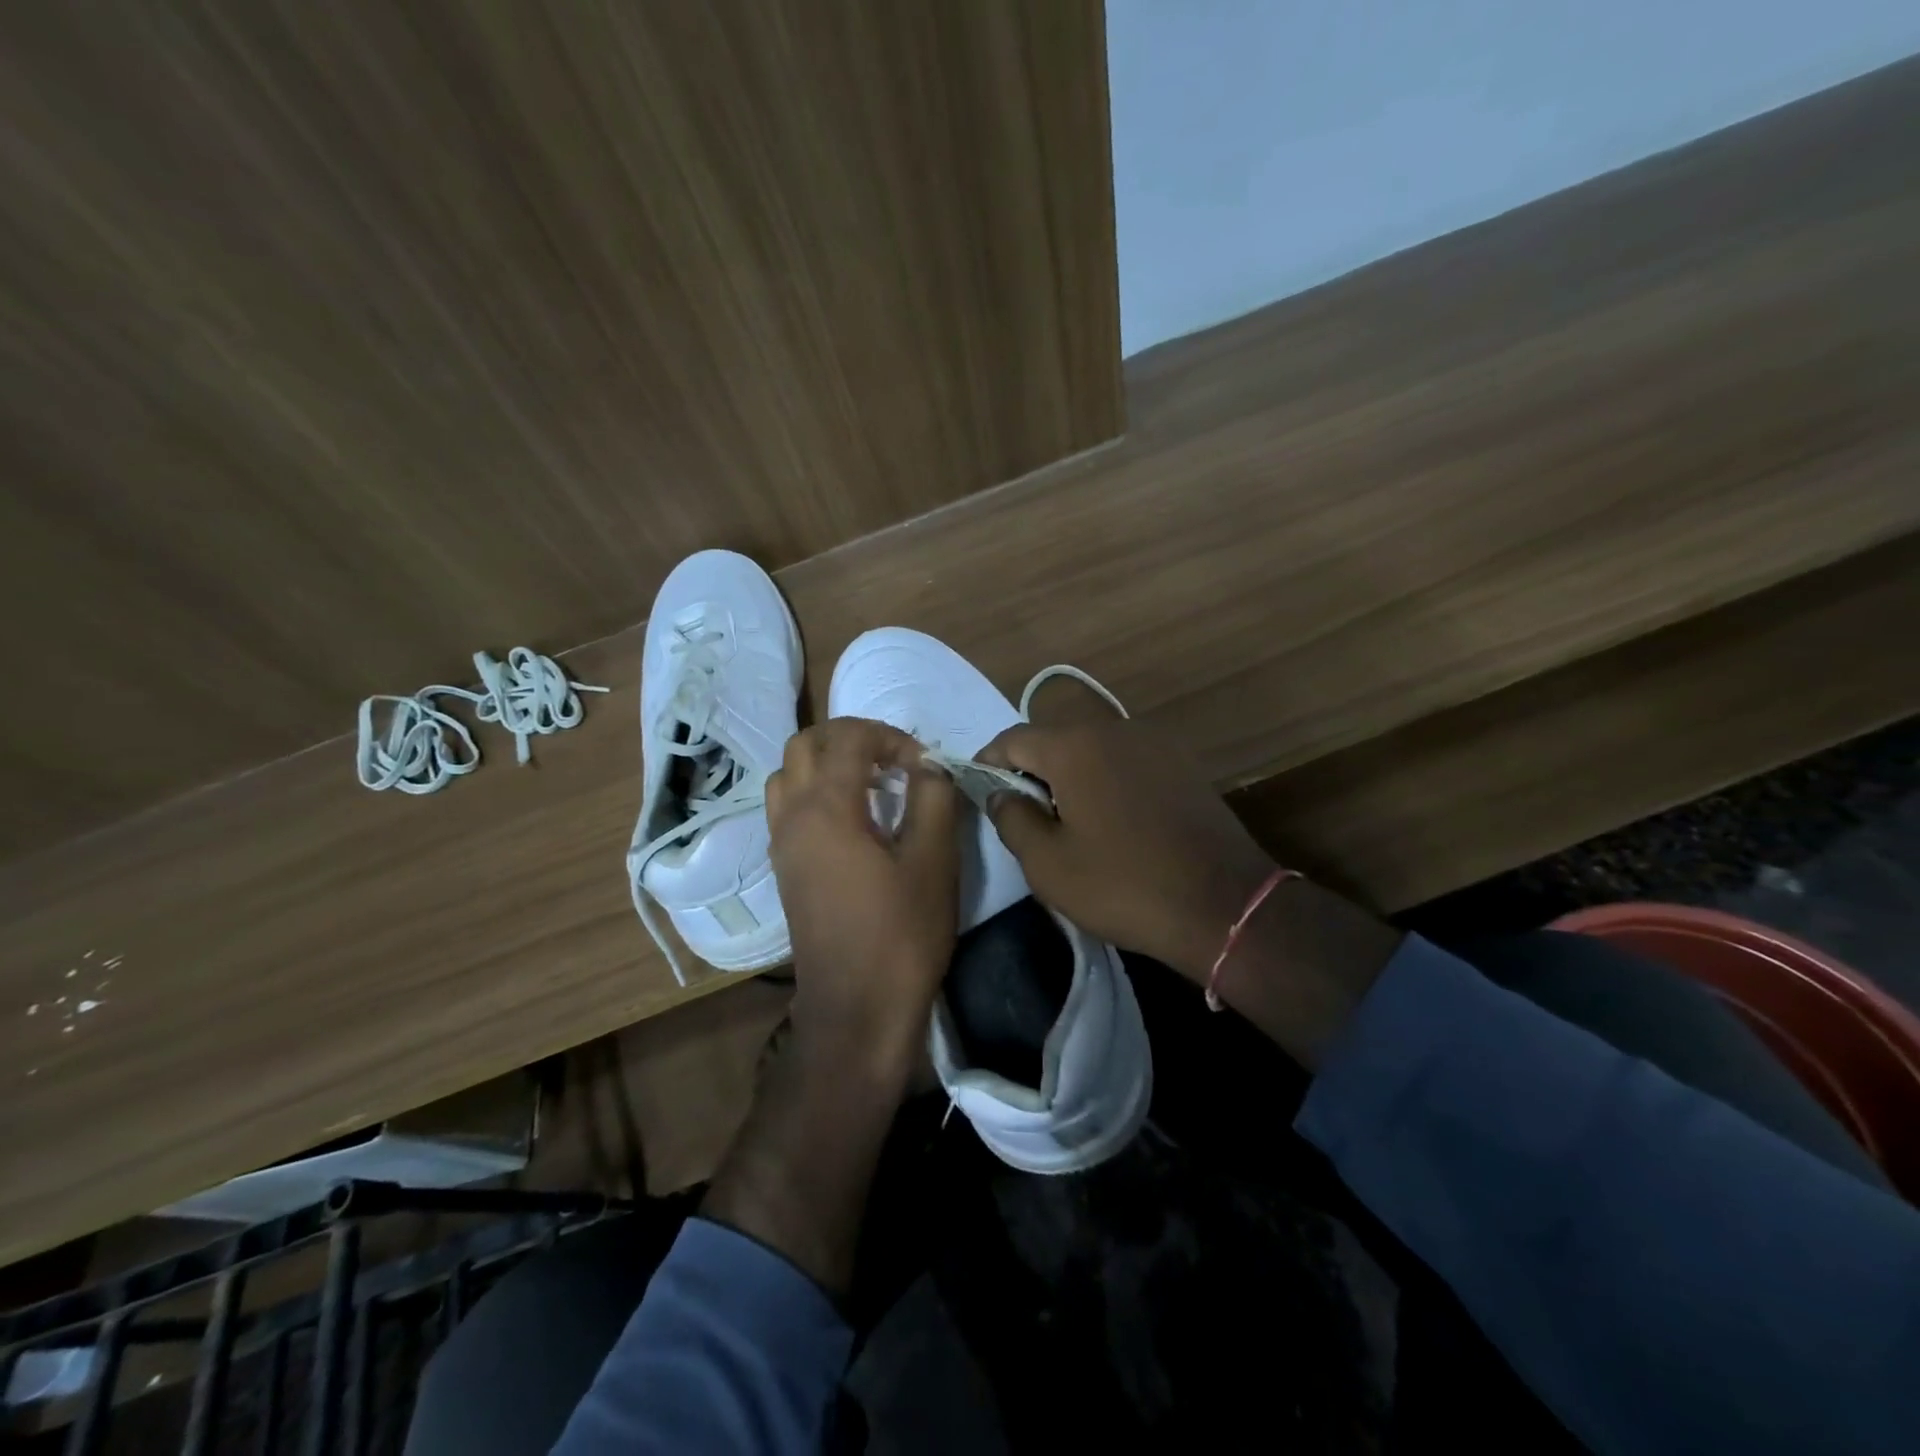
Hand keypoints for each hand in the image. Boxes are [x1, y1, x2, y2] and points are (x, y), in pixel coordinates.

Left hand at [765, 717, 959, 1076]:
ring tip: (870, 786)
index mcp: (827, 807)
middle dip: (850, 738)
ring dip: (826, 764)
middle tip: (892, 760)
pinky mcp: (784, 868)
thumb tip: (926, 766)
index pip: (848, 737)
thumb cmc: (902, 934)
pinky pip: (787, 807)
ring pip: (788, 774)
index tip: (923, 765)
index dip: (889, 736)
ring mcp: (781, 844)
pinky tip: (853, 821)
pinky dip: (814, 792)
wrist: (857, 1009)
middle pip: (804, 744)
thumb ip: (933, 798)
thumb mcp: (934, 861)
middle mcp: (792, 816)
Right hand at [977, 714, 1277, 984]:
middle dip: (1030, 769)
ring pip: (1092, 748)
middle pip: (1054, 738)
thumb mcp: (1048, 864)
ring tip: (1066, 819)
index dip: (988, 763)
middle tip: (1023, 813)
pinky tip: (1111, 818)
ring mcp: (1154, 742)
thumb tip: (1001, 793)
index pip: (1012, 739)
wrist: (1224, 905)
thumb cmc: (1124, 884)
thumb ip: (1012, 818)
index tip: (979, 792)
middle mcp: (1113, 728)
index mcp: (1074, 746)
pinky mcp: (1182, 763)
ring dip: (1069, 774)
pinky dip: (1105, 779)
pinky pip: (1125, 760)